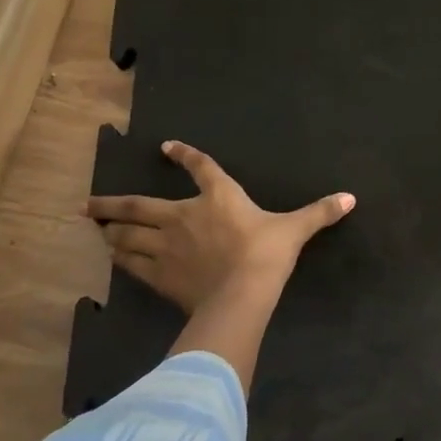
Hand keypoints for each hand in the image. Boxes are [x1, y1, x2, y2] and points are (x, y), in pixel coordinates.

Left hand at [86, 140, 353, 313]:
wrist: (241, 293)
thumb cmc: (267, 253)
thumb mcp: (295, 229)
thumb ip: (320, 212)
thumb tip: (351, 198)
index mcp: (218, 197)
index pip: (200, 169)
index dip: (184, 156)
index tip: (166, 147)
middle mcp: (183, 217)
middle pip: (139, 206)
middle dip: (112, 204)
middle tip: (89, 204)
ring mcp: (166, 247)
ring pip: (127, 236)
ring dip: (111, 231)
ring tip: (96, 228)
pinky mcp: (159, 275)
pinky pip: (132, 264)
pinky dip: (120, 260)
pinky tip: (111, 259)